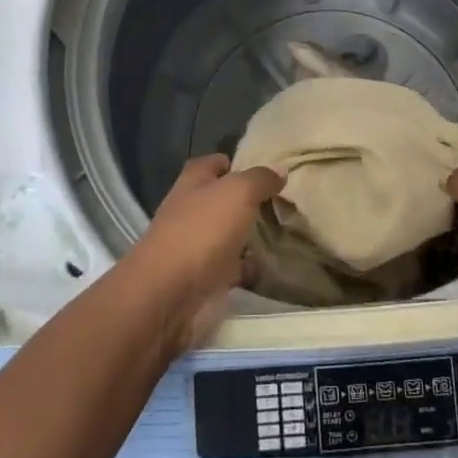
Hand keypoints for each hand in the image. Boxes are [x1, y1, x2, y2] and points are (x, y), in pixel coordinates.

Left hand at [124, 154, 283, 349]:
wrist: (169, 295)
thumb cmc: (202, 230)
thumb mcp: (238, 192)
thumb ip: (260, 179)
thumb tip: (280, 170)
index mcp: (193, 182)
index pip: (214, 163)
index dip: (235, 162)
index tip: (266, 169)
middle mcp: (191, 210)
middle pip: (223, 200)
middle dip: (249, 201)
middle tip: (285, 202)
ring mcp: (196, 246)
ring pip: (229, 234)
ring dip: (251, 236)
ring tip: (287, 233)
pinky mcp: (204, 279)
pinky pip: (232, 268)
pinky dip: (249, 268)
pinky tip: (273, 267)